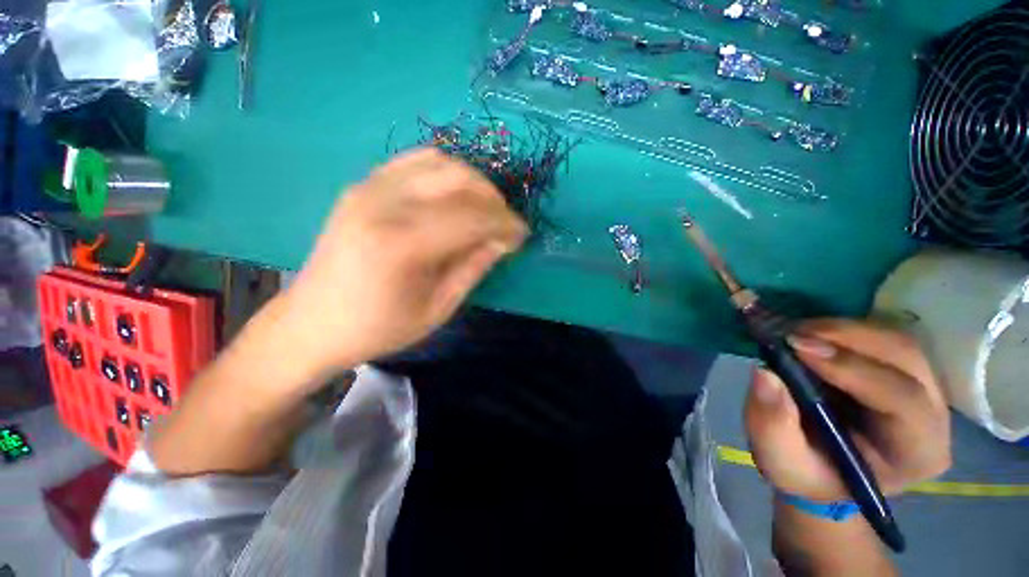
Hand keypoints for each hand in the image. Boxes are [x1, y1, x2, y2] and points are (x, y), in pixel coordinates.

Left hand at [275, 148, 527, 379]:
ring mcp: (368, 187)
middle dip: (493, 199)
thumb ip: (473, 268)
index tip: (523, 235)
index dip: (505, 223)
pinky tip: (454, 195)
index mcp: (401, 244)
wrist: (313, 322)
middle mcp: (383, 204)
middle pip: (458, 180)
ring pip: (439, 162)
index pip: (471, 217)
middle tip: (505, 223)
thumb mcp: (437, 308)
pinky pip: (414, 161)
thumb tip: (502, 239)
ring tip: (485, 208)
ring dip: (473, 182)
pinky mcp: (363, 185)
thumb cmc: (379, 328)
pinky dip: (445, 172)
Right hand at [744, 318, 950, 500]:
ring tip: (794, 332)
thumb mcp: (782, 461)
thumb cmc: (806, 472)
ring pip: (894, 340)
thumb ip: (773, 424)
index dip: (852, 368)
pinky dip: (840, 329)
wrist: (820, 467)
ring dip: (840, 330)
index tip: (796, 347)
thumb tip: (765, 373)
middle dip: (846, 337)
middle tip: (789, 333)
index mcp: (915, 451)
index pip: (903, 400)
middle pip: (905, 358)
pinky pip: (880, 336)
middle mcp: (932, 414)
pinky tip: (808, 335)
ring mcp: (923, 386)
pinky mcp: (901, 369)